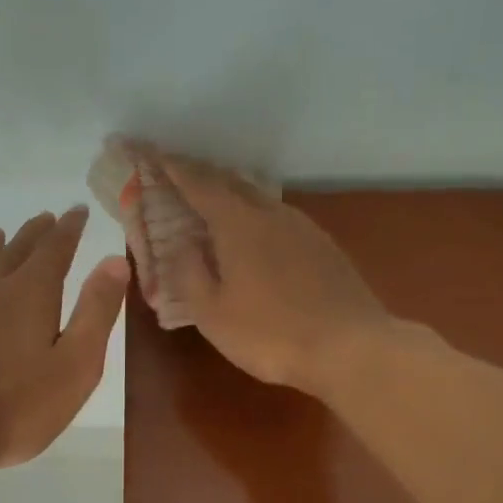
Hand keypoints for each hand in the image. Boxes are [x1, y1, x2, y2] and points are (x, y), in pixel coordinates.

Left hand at [0, 207, 127, 472]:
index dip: (69, 227)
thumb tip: (115, 261)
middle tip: (47, 218)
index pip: (55, 247)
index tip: (78, 210)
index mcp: (30, 292)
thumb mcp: (76, 363)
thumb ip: (96, 310)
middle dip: (36, 232)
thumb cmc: (19, 406)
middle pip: (16, 249)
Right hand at [138, 148, 392, 394]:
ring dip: (229, 192)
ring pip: (258, 196)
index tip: (151, 153)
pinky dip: (253, 213)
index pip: (198, 184)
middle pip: (230, 181)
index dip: (172, 167)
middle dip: (199, 173)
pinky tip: (252, 231)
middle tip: (175, 172)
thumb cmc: (271, 334)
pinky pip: (277, 216)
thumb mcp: (212, 313)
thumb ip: (189, 272)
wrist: (351, 348)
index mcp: (238, 224)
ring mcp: (302, 227)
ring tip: (209, 198)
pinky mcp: (322, 246)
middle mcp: (271, 213)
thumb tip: (182, 242)